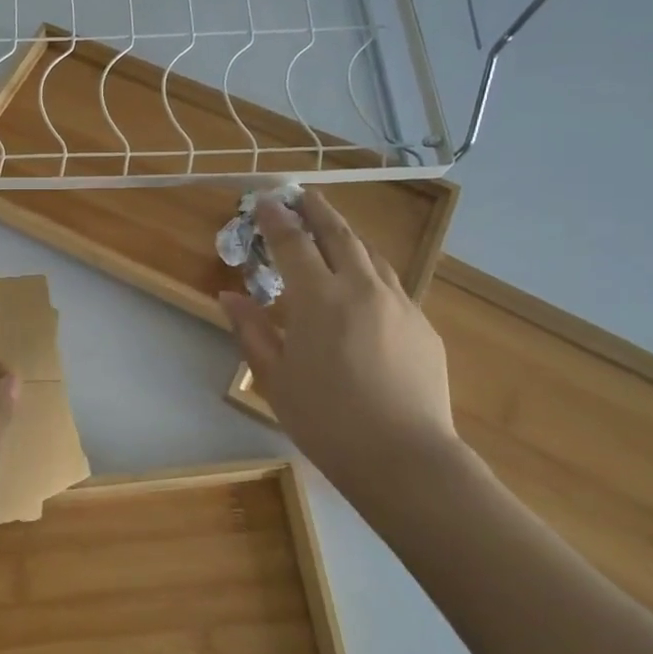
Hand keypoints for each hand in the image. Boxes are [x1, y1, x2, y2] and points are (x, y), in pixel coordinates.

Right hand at [219, 191, 465, 499]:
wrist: (405, 458)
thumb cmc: (326, 419)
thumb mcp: (274, 376)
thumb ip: (251, 329)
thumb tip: (229, 296)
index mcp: (319, 298)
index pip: (293, 243)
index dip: (276, 218)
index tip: (264, 200)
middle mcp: (362, 288)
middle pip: (339, 235)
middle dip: (317, 210)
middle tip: (302, 195)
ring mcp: (399, 305)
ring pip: (371, 255)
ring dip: (346, 237)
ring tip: (331, 232)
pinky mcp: (423, 326)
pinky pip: (390, 284)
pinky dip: (369, 271)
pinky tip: (362, 286)